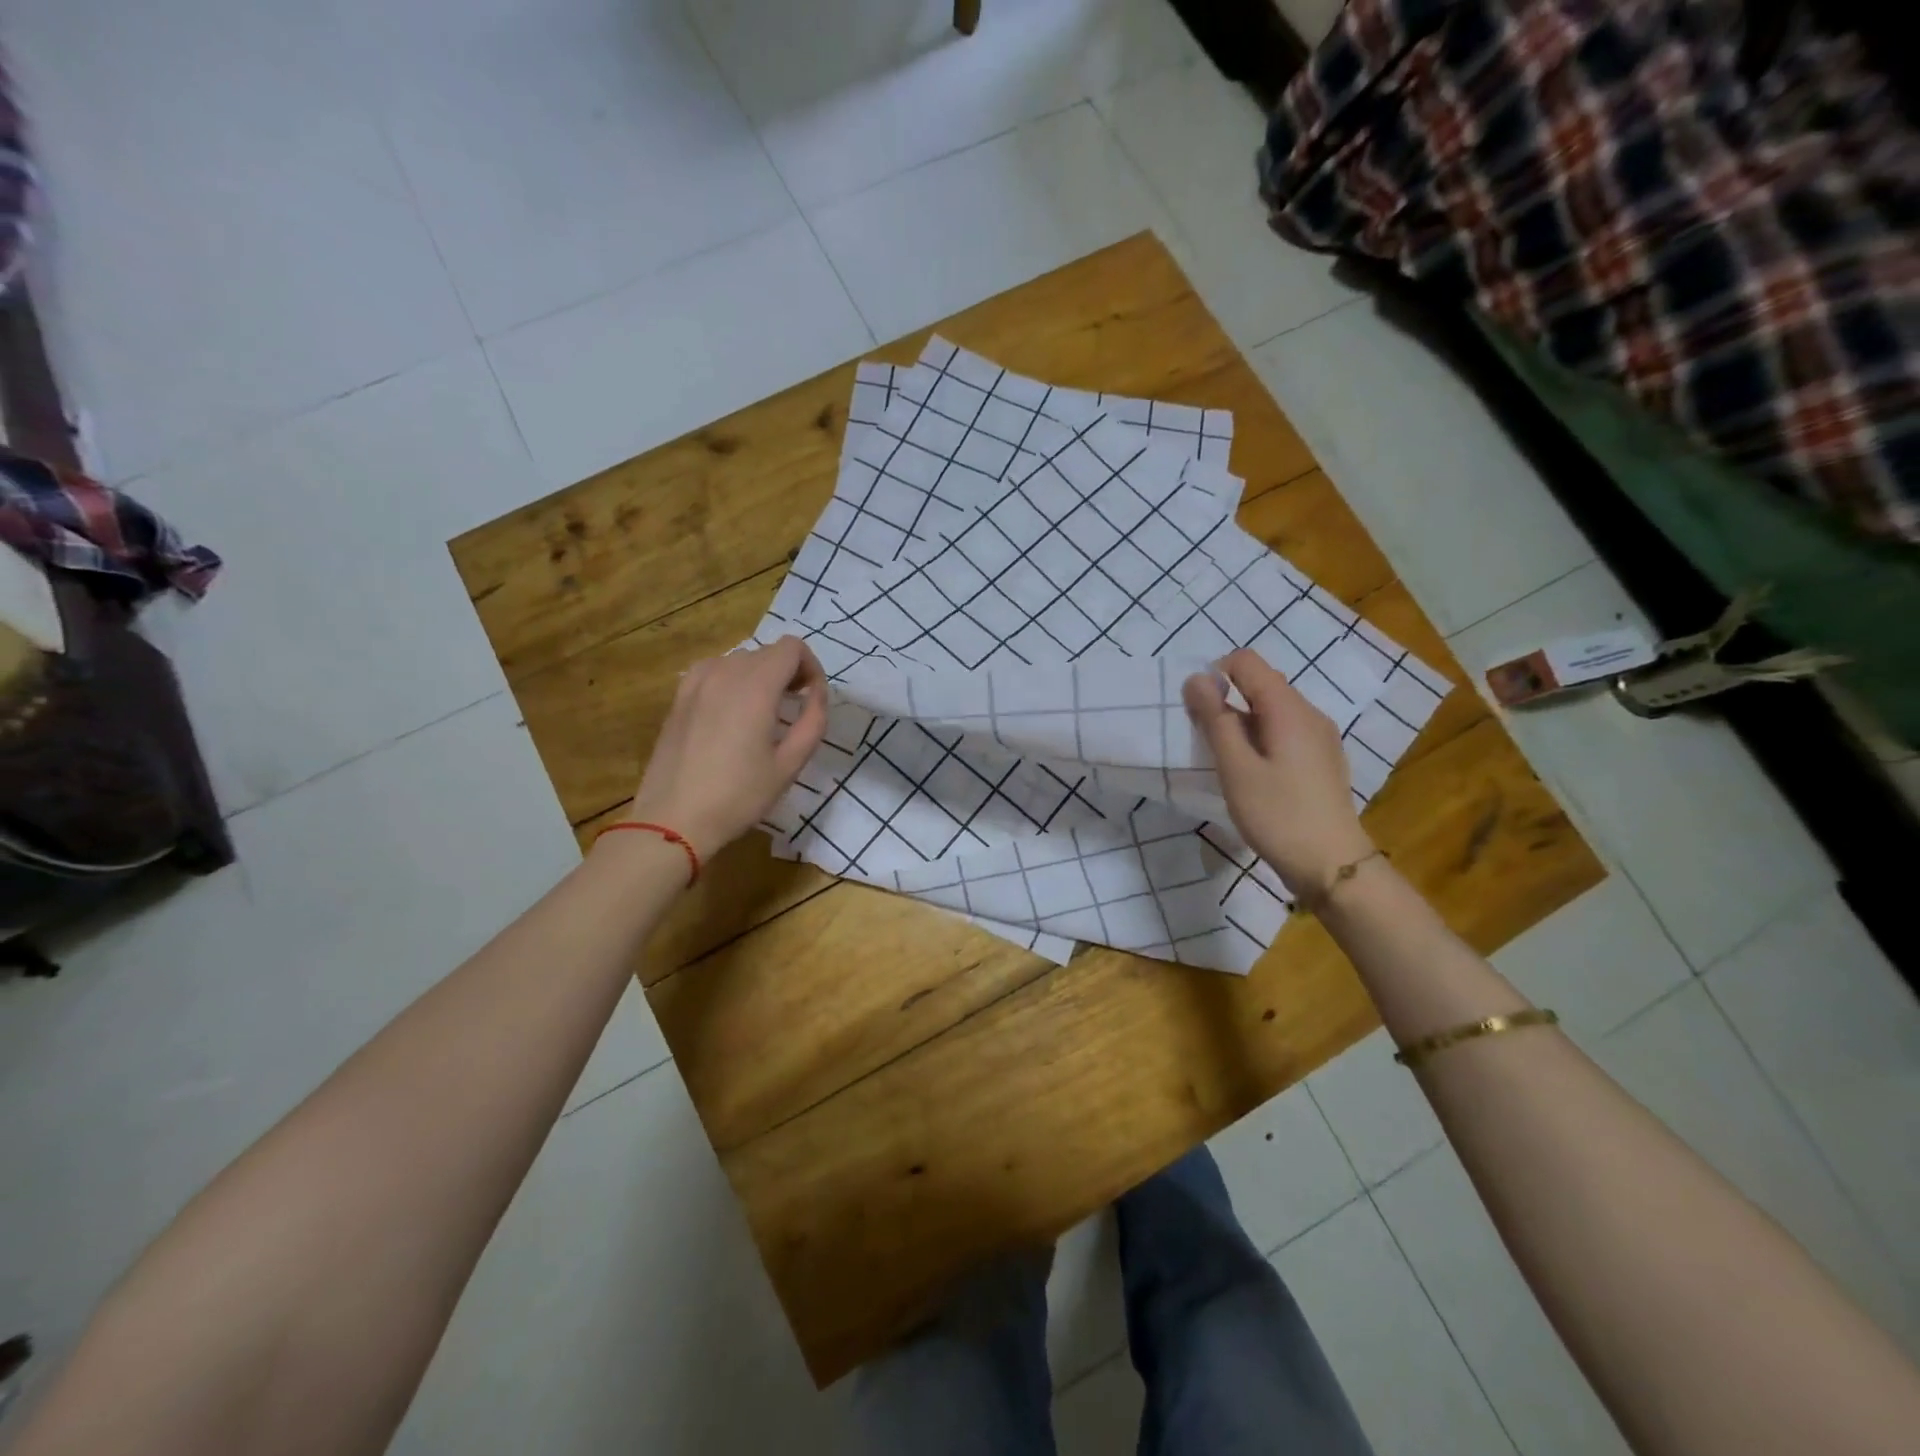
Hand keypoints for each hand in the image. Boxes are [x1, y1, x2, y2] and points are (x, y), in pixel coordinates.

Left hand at [625, 637, 828, 858]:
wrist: (675, 819)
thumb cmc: (739, 796)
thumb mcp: (790, 764)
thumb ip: (813, 721)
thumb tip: (816, 693)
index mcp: (755, 687)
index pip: (791, 647)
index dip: (810, 667)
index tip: (811, 699)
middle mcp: (724, 673)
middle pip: (767, 652)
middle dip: (788, 672)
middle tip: (794, 709)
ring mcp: (696, 682)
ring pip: (740, 660)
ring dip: (760, 676)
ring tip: (764, 712)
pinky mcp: (679, 697)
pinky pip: (714, 671)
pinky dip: (732, 681)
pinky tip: (732, 713)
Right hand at [1183, 648, 1373, 894]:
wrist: (1333, 866)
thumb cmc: (1278, 815)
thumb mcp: (1236, 768)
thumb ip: (1214, 720)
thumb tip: (1196, 679)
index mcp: (1288, 709)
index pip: (1246, 662)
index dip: (1214, 676)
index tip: (1198, 713)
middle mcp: (1309, 713)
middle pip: (1260, 684)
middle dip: (1226, 701)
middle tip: (1207, 742)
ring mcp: (1320, 737)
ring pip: (1271, 710)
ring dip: (1241, 723)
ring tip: (1227, 762)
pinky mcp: (1321, 759)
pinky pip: (1284, 731)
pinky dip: (1260, 739)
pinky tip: (1254, 775)